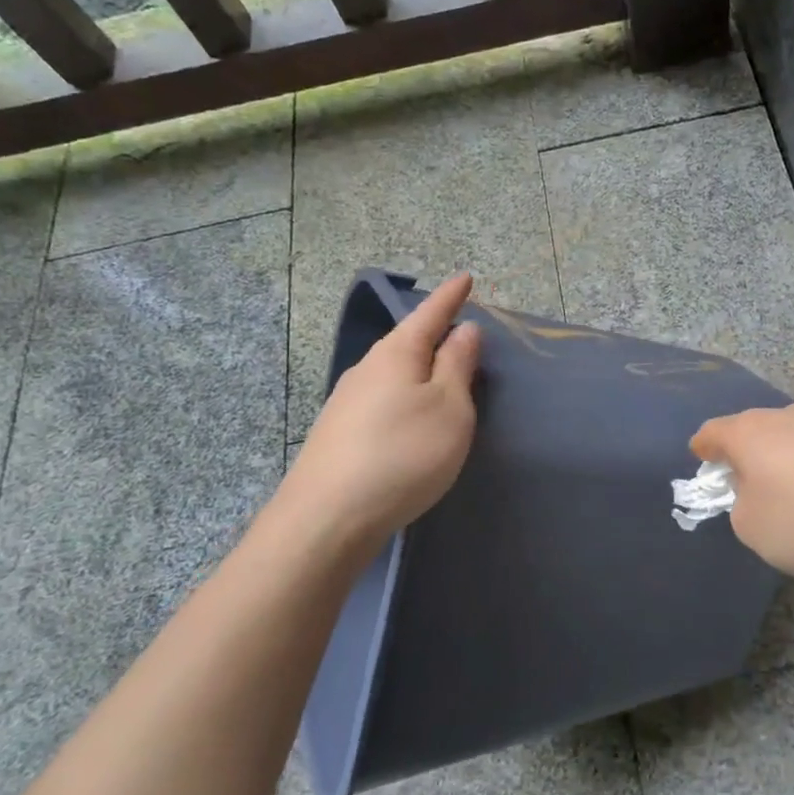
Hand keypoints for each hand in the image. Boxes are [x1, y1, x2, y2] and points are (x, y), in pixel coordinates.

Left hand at [280, 273, 482, 546]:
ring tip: (441, 374)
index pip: (429, 314)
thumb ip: (457, 365)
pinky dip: (404, 394)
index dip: (450, 296)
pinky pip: (382, 398)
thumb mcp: (449, 407)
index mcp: (397, 354)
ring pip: (392, 371)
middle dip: (433, 332)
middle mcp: (367, 368)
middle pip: (407, 341)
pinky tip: (408, 414)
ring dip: (418, 367)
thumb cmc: (404, 453)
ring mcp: (347, 401)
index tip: (466, 277)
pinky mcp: (339, 432)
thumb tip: (463, 329)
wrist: (328, 517)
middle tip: (460, 330)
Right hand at [690, 404, 793, 576]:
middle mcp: (785, 416)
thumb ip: (742, 508)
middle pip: (755, 431)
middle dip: (748, 453)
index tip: (701, 457)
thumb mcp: (752, 528)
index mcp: (747, 432)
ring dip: (789, 460)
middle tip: (747, 481)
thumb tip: (757, 496)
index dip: (703, 448)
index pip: (712, 432)